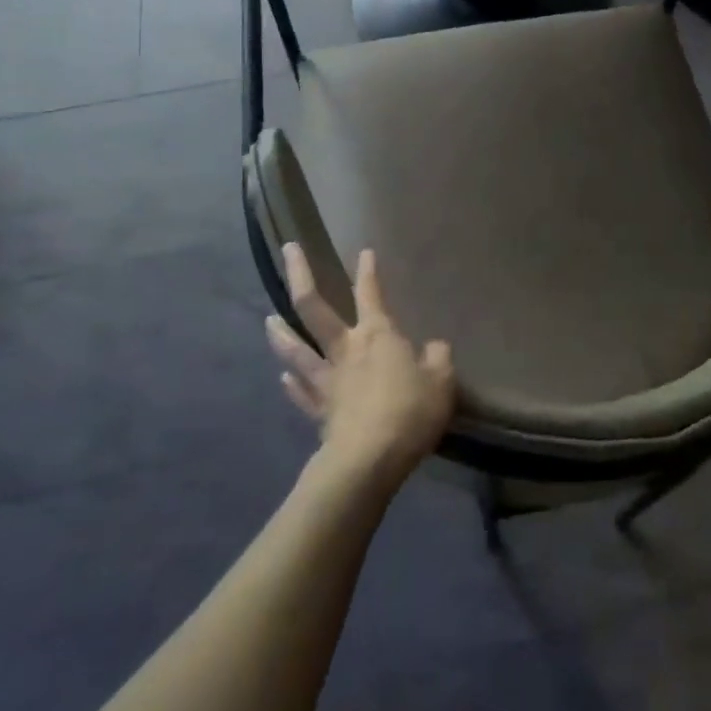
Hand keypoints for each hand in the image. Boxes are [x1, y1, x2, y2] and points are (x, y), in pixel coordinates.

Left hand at [266, 244, 456, 483]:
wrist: (369, 460)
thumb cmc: (409, 412)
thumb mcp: (441, 382)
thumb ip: (438, 358)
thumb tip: (434, 347)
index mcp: (378, 335)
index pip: (371, 293)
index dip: (368, 271)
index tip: (364, 252)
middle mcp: (346, 348)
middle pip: (315, 307)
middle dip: (301, 276)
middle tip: (289, 250)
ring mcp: (327, 380)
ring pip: (297, 350)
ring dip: (281, 333)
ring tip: (268, 319)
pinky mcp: (319, 411)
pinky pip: (302, 393)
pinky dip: (292, 385)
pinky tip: (282, 379)